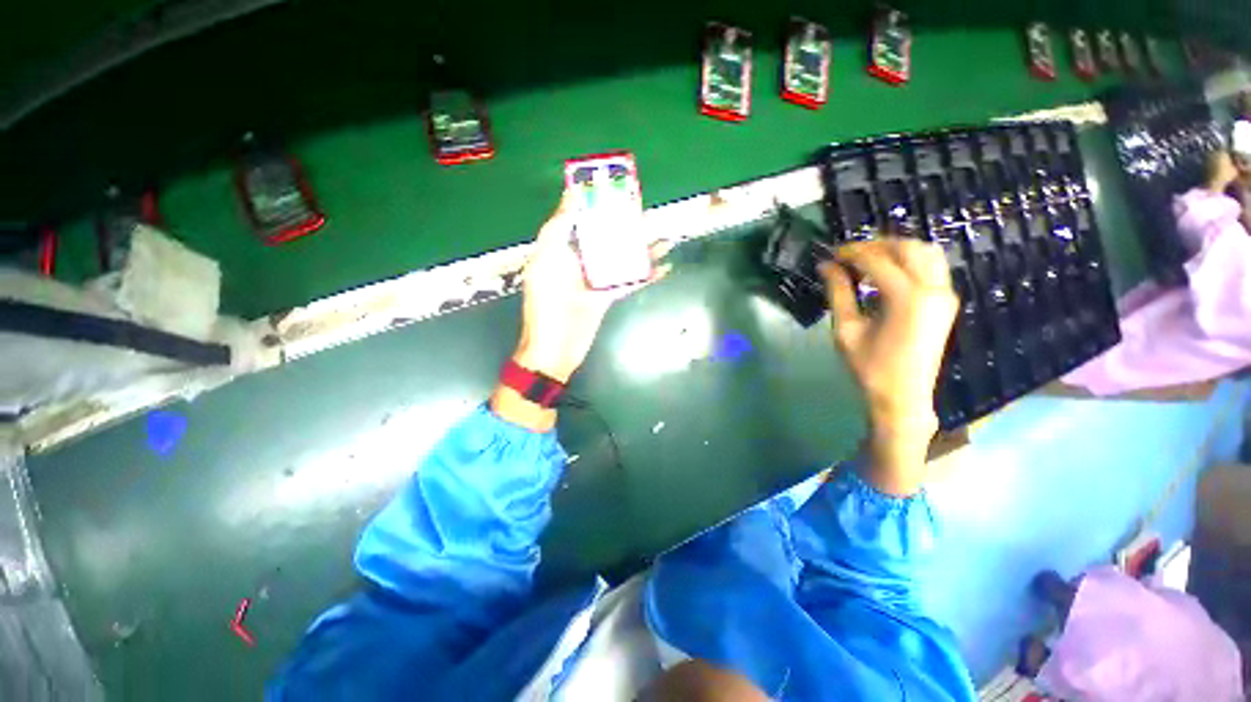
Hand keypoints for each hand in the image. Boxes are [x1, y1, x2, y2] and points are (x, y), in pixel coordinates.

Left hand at [492, 193, 670, 430]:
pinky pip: (629, 281)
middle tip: (650, 213)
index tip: (617, 188)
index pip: (581, 218)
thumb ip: (559, 227)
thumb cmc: (547, 303)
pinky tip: (664, 267)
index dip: (596, 202)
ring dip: (642, 248)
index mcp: (561, 247)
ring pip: (621, 257)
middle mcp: (579, 259)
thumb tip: (572, 193)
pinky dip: (646, 274)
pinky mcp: (607, 295)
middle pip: (606, 236)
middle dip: (627, 225)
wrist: (555, 348)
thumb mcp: (546, 260)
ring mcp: (595, 278)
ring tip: (665, 237)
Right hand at [820, 239, 958, 494]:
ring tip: (867, 260)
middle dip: (875, 245)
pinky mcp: (947, 301)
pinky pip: (932, 267)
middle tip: (847, 255)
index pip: (877, 260)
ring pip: (926, 252)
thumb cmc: (869, 367)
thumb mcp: (846, 330)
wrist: (903, 397)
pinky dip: (909, 261)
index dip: (851, 252)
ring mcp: (945, 294)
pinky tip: (887, 273)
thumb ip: (838, 293)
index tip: (830, 254)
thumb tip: (826, 266)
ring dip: (895, 249)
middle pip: (908, 247)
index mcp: (908, 298)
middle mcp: (934, 289)